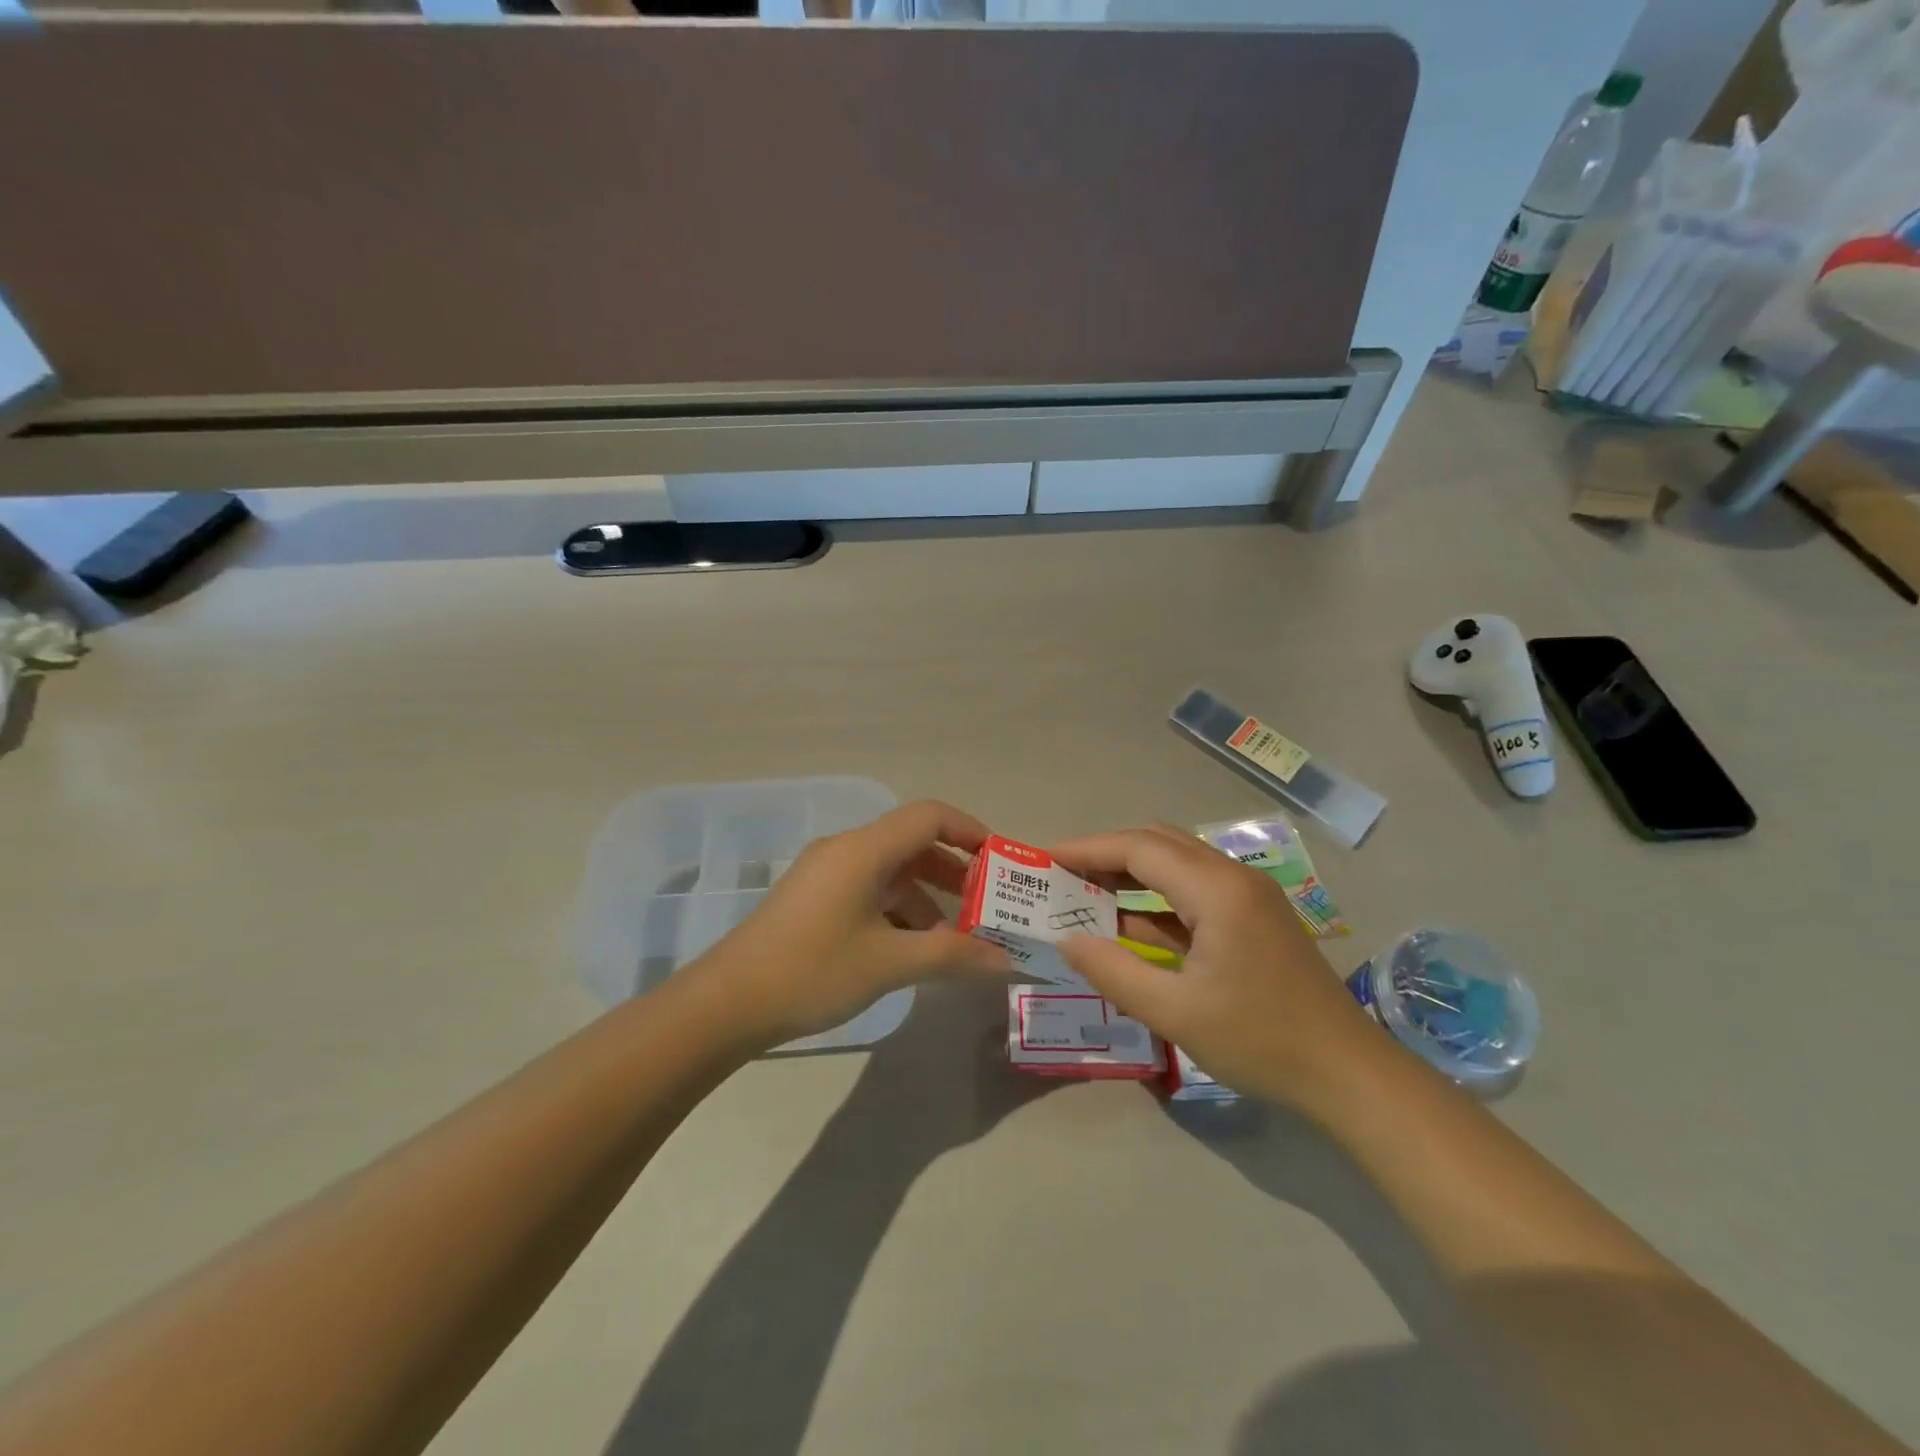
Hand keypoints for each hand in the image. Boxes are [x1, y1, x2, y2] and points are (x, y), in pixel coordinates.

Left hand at [691, 800, 1012, 1046]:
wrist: (726, 1003)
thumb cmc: (812, 971)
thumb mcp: (889, 963)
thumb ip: (953, 956)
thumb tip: (1007, 961)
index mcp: (864, 850)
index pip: (929, 816)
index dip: (971, 831)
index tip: (1002, 861)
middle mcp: (846, 850)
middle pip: (912, 843)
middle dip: (955, 871)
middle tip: (990, 903)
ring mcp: (826, 874)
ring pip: (891, 871)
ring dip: (928, 896)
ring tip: (958, 938)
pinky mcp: (814, 899)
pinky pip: (870, 890)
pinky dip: (899, 909)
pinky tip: (913, 948)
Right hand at [1050, 826, 1384, 1110]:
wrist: (1349, 1075)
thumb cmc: (1261, 1041)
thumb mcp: (1176, 1013)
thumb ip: (1114, 972)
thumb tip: (1067, 940)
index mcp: (1217, 890)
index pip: (1139, 848)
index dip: (1088, 849)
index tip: (1045, 859)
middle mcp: (1233, 877)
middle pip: (1158, 844)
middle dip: (1106, 854)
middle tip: (1061, 876)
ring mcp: (1248, 897)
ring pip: (1176, 865)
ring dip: (1130, 874)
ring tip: (1083, 894)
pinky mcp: (1253, 919)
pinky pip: (1193, 892)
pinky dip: (1155, 900)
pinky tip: (1126, 923)